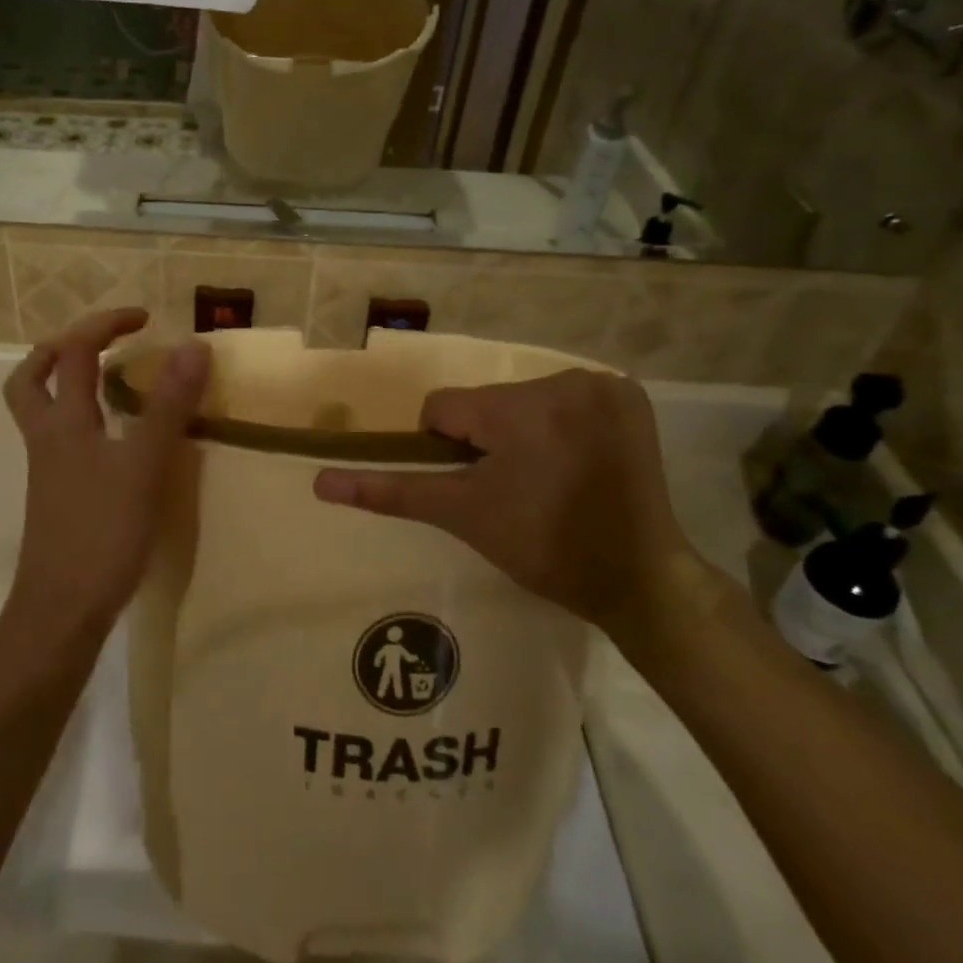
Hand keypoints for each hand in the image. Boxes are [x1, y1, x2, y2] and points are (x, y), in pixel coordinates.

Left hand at [2, 309, 209, 627]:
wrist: (60, 613)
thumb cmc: (101, 534)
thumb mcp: (144, 465)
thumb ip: (168, 406)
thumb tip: (193, 346)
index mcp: (62, 421)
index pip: (74, 351)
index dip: (106, 324)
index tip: (145, 319)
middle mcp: (46, 438)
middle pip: (31, 377)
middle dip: (62, 347)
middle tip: (103, 343)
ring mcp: (47, 469)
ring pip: (41, 410)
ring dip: (67, 383)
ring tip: (110, 382)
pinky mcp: (57, 496)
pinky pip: (62, 440)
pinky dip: (84, 421)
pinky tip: (118, 439)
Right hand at [313, 371, 710, 639]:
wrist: (641, 581)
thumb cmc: (544, 549)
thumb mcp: (462, 515)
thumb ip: (391, 490)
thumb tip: (320, 481)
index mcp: (519, 407)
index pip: (445, 409)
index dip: (448, 449)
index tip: (479, 486)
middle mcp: (562, 380)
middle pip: (487, 402)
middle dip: (488, 440)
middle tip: (515, 489)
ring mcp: (602, 386)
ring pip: (523, 399)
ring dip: (522, 431)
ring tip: (547, 478)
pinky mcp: (629, 397)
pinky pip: (565, 399)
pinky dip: (560, 424)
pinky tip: (576, 461)